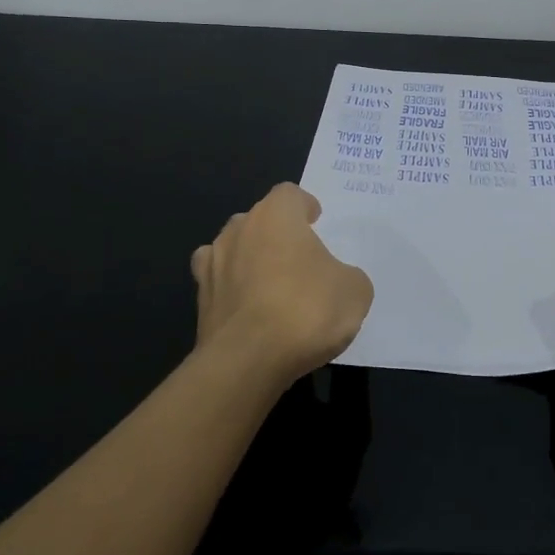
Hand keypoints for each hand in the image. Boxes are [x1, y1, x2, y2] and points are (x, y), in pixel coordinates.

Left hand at [191, 182, 373, 382]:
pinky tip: (248, 310)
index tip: (316, 222)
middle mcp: (239, 230)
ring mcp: (213, 264)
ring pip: (232, 249)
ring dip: (249, 259)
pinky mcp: (200, 300)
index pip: (289, 194)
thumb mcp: (354, 291)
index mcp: (276, 216)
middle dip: (276, 233)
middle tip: (298, 257)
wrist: (248, 360)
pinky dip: (232, 291)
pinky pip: (219, 284)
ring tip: (271, 285)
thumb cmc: (306, 310)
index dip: (304, 206)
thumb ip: (347, 276)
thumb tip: (338, 282)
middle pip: (258, 219)